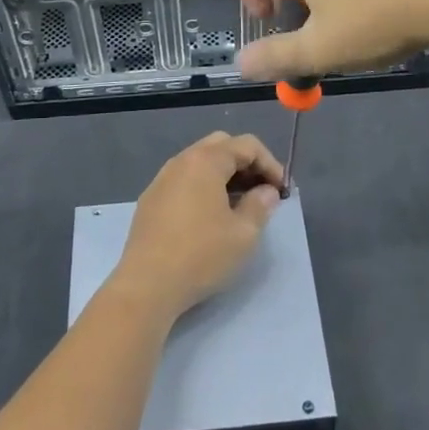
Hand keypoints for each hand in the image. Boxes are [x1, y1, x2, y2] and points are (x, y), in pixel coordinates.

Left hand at [111, 132, 283, 320]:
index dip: (270, 163)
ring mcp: (162, 179)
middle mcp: (181, 161)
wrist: (146, 285)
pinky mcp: (150, 200)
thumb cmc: (201, 255)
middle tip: (261, 190)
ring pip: (199, 162)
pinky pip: (183, 180)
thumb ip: (260, 205)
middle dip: (246, 162)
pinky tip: (209, 215)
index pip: (246, 145)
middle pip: (221, 146)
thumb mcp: (243, 234)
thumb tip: (267, 191)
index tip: (281, 190)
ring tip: (239, 203)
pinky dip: (203, 186)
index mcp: (206, 161)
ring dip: (224, 174)